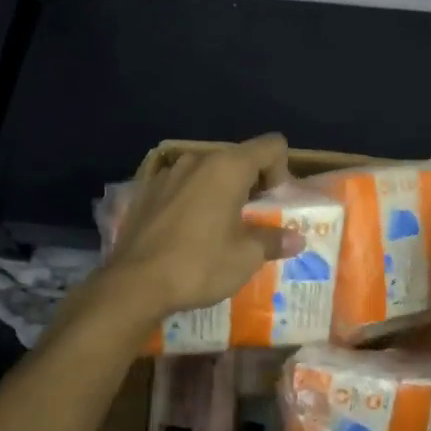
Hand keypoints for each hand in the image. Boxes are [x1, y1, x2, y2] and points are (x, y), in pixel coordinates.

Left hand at [104, 134, 303, 316]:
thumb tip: (297, 238)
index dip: (282, 170)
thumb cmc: (198, 265)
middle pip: (238, 158)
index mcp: (227, 167)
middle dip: (252, 184)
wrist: (133, 284)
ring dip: (221, 193)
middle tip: (253, 221)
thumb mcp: (245, 258)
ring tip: (220, 229)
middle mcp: (197, 160)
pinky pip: (182, 187)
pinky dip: (193, 201)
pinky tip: (188, 234)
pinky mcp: (146, 192)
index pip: (271, 146)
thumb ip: (273, 241)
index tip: (275, 204)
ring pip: (207, 173)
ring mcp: (167, 174)